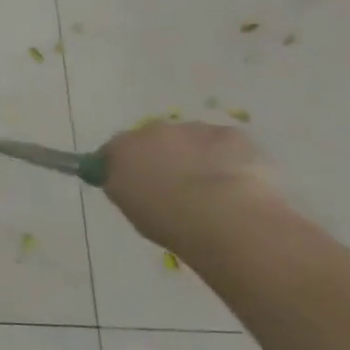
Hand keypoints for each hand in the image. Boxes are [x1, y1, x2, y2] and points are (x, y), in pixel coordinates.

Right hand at [100, 121, 282, 252]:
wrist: (223, 215)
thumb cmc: (168, 220)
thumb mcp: (131, 209)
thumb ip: (125, 187)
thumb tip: (129, 181)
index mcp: (121, 150)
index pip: (113, 152)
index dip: (123, 166)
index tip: (133, 184)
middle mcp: (152, 131)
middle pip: (153, 140)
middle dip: (162, 156)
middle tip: (175, 186)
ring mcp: (192, 129)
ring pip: (190, 139)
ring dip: (195, 155)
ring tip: (211, 188)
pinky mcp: (230, 133)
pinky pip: (225, 143)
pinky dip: (227, 157)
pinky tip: (236, 181)